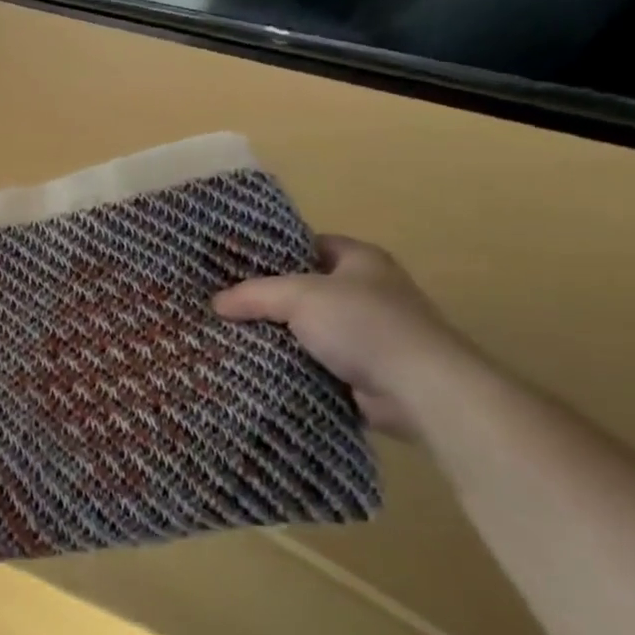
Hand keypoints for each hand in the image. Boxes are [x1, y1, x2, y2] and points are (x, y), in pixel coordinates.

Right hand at [213, 236, 472, 437]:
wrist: (418, 389)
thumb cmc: (364, 325)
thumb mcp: (300, 297)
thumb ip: (255, 294)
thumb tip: (215, 302)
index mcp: (361, 260)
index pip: (310, 245)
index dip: (273, 252)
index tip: (233, 264)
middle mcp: (366, 292)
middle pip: (304, 289)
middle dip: (266, 298)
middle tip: (221, 303)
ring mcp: (365, 333)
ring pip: (305, 328)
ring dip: (275, 335)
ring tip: (226, 334)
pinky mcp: (360, 370)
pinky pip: (313, 361)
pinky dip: (289, 364)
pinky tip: (253, 365)